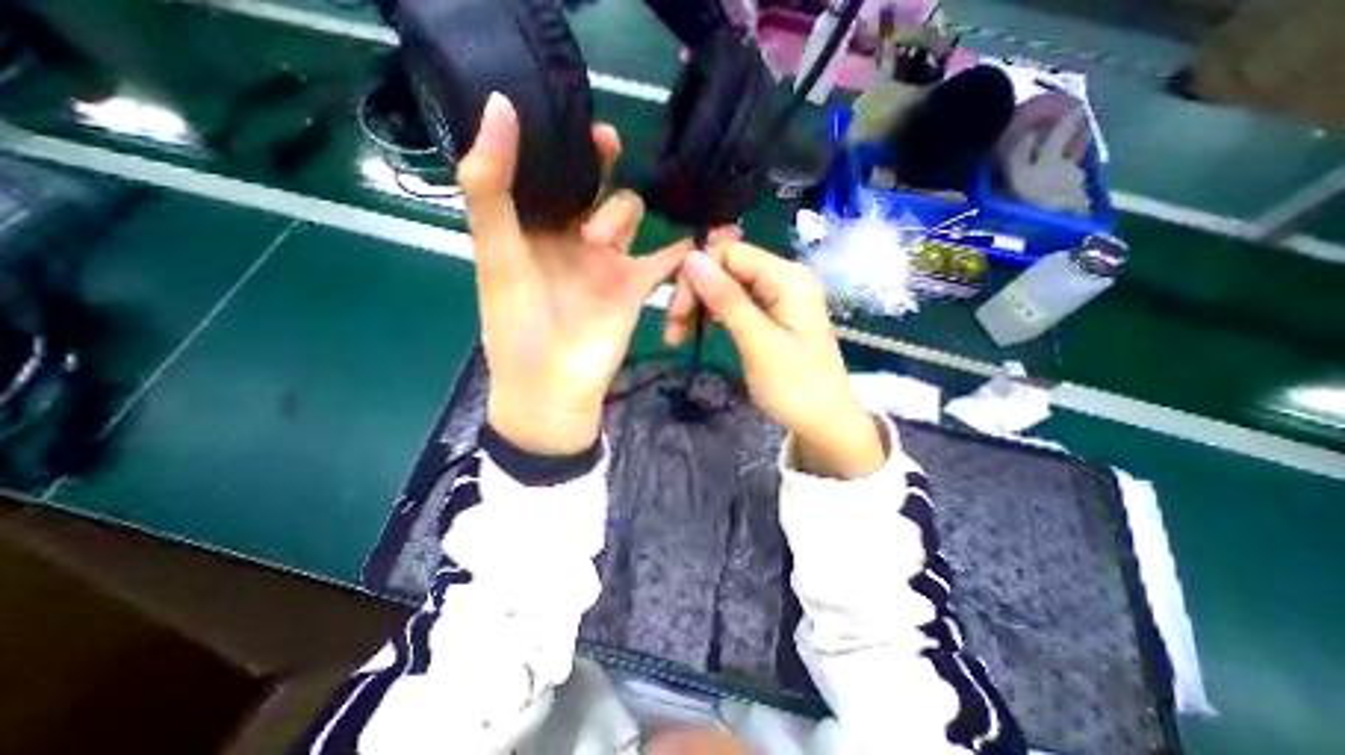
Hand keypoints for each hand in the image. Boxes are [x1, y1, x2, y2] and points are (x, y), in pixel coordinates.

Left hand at [464, 90, 685, 459]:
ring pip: (630, 213)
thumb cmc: (517, 329)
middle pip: (593, 185)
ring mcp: (609, 260)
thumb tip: (500, 106)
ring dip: (621, 215)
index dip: (557, 140)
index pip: (546, 170)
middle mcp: (572, 237)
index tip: (568, 119)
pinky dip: (691, 244)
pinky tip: (716, 228)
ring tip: (601, 245)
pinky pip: (669, 256)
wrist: (554, 389)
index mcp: (533, 227)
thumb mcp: (498, 258)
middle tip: (605, 147)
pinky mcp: (637, 285)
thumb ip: (492, 191)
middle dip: (600, 164)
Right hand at [666, 242, 891, 477]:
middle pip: (726, 269)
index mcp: (787, 277)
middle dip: (695, 294)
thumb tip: (692, 257)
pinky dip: (716, 316)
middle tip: (673, 332)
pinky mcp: (774, 315)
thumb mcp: (757, 341)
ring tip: (679, 337)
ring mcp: (780, 297)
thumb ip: (726, 297)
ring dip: (701, 307)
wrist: (825, 423)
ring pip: (728, 287)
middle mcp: (785, 278)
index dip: (697, 276)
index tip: (677, 313)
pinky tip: (704, 331)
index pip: (729, 252)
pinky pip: (738, 304)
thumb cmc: (795, 386)